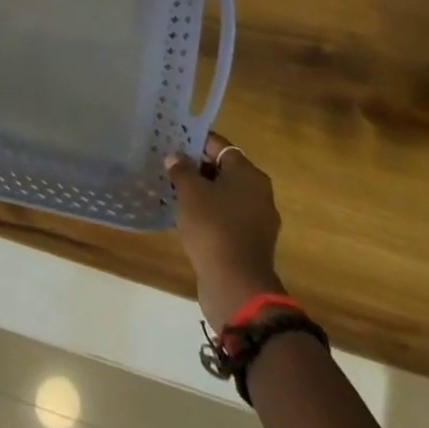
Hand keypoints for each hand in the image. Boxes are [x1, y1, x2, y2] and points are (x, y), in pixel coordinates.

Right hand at [167, 132, 284, 329]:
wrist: (236, 286)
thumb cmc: (213, 227)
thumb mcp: (190, 191)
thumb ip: (181, 169)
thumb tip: (176, 158)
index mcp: (249, 175)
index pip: (220, 146)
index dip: (195, 141)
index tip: (172, 142)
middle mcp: (259, 194)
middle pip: (224, 169)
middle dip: (197, 167)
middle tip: (169, 166)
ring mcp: (257, 220)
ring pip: (224, 195)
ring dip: (202, 192)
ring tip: (173, 190)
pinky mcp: (250, 242)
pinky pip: (227, 217)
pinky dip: (209, 213)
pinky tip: (186, 216)